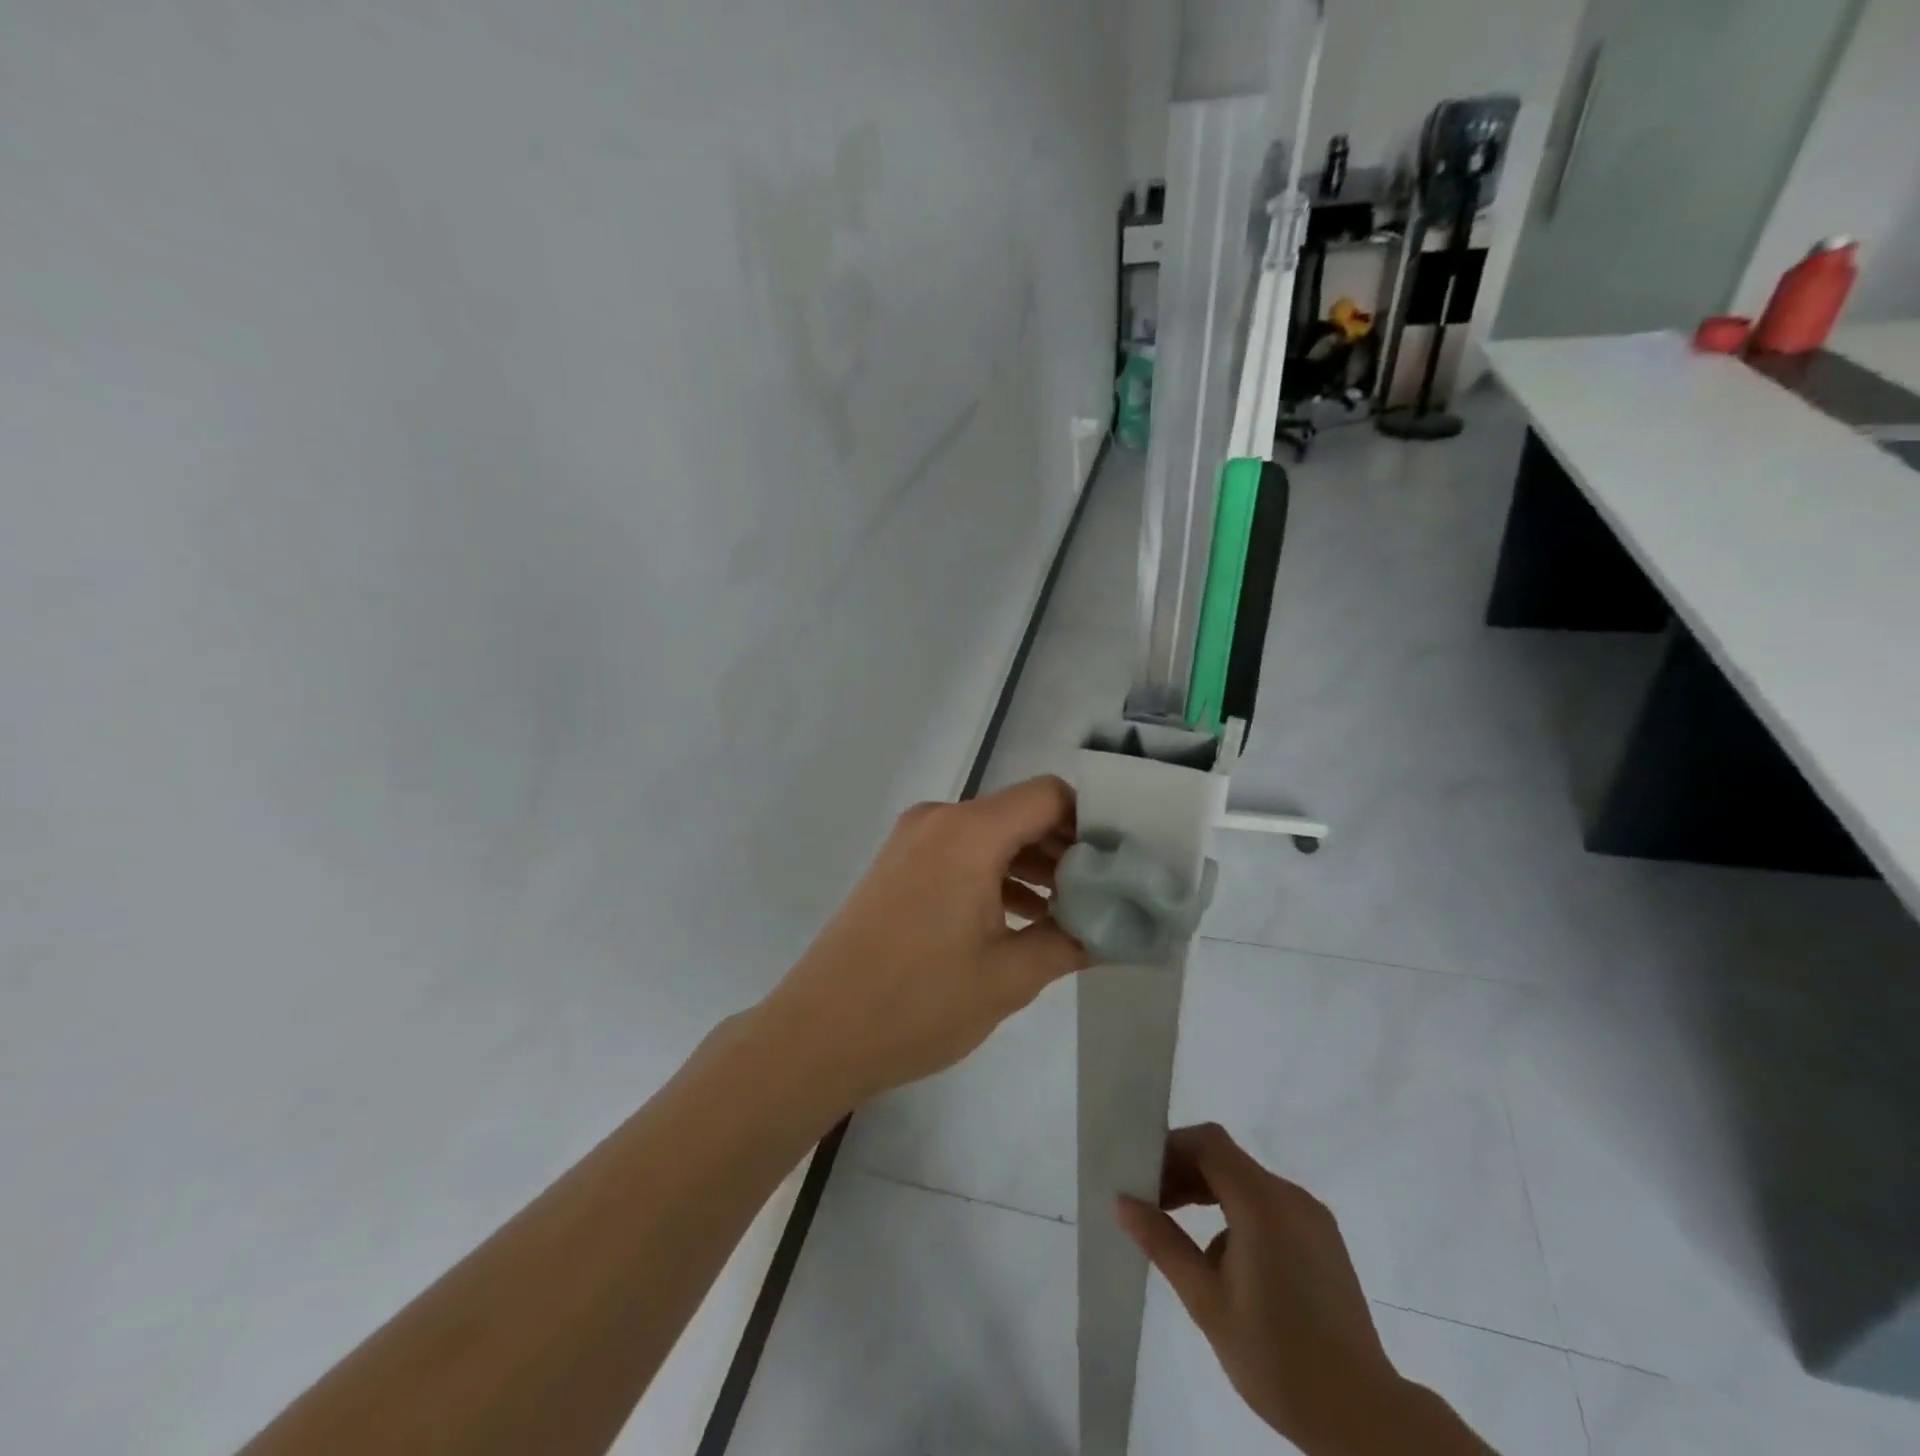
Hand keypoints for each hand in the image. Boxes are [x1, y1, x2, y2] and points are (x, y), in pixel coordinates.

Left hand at [756, 776, 1090, 1109]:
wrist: (818, 1032)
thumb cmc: (918, 1003)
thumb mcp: (1009, 977)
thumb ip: (1072, 943)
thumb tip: (1121, 930)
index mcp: (969, 832)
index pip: (1049, 796)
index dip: (1092, 822)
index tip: (1122, 862)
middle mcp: (939, 820)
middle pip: (1020, 813)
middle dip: (1066, 849)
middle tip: (1105, 892)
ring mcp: (911, 841)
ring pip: (990, 835)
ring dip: (1031, 865)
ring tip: (1069, 911)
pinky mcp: (897, 866)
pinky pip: (960, 853)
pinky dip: (994, 875)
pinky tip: (1020, 918)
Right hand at [1117, 1125, 1407, 1453]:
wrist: (1363, 1420)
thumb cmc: (1276, 1358)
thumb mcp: (1207, 1302)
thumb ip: (1163, 1243)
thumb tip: (1123, 1201)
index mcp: (1262, 1203)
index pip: (1208, 1143)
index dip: (1171, 1148)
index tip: (1143, 1177)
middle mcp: (1290, 1197)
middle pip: (1226, 1159)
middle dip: (1184, 1173)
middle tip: (1151, 1205)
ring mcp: (1312, 1218)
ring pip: (1247, 1183)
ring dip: (1209, 1194)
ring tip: (1179, 1235)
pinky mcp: (1324, 1240)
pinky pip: (1270, 1206)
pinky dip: (1237, 1213)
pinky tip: (1225, 1262)